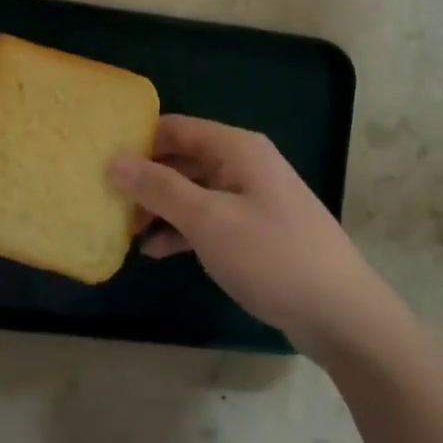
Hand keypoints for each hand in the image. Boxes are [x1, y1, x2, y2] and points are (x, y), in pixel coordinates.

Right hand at [111, 116, 390, 356]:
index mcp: (235, 148)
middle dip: (144, 179)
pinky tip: (155, 251)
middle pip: (182, 158)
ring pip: (192, 190)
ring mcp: (251, 197)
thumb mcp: (207, 220)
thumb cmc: (271, 256)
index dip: (137, 140)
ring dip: (159, 208)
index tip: (100, 161)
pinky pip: (208, 217)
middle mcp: (243, 164)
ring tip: (124, 230)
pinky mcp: (255, 229)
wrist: (342, 314)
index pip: (175, 128)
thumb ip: (158, 188)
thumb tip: (115, 160)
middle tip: (106, 201)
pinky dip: (182, 230)